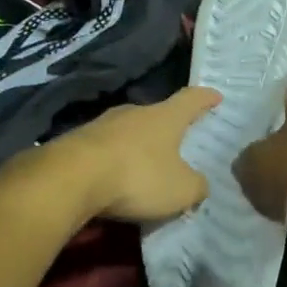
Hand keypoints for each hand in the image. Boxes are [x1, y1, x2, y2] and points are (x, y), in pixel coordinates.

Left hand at [64, 86, 221, 222]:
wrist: (70, 178)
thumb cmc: (137, 176)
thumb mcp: (180, 190)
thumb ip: (197, 186)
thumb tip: (199, 184)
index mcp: (165, 117)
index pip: (191, 99)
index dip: (206, 98)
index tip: (216, 96)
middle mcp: (135, 112)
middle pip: (158, 113)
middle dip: (169, 126)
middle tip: (179, 140)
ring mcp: (103, 124)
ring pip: (129, 130)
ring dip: (139, 144)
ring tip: (146, 163)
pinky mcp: (78, 141)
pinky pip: (105, 148)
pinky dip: (115, 159)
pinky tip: (115, 178)